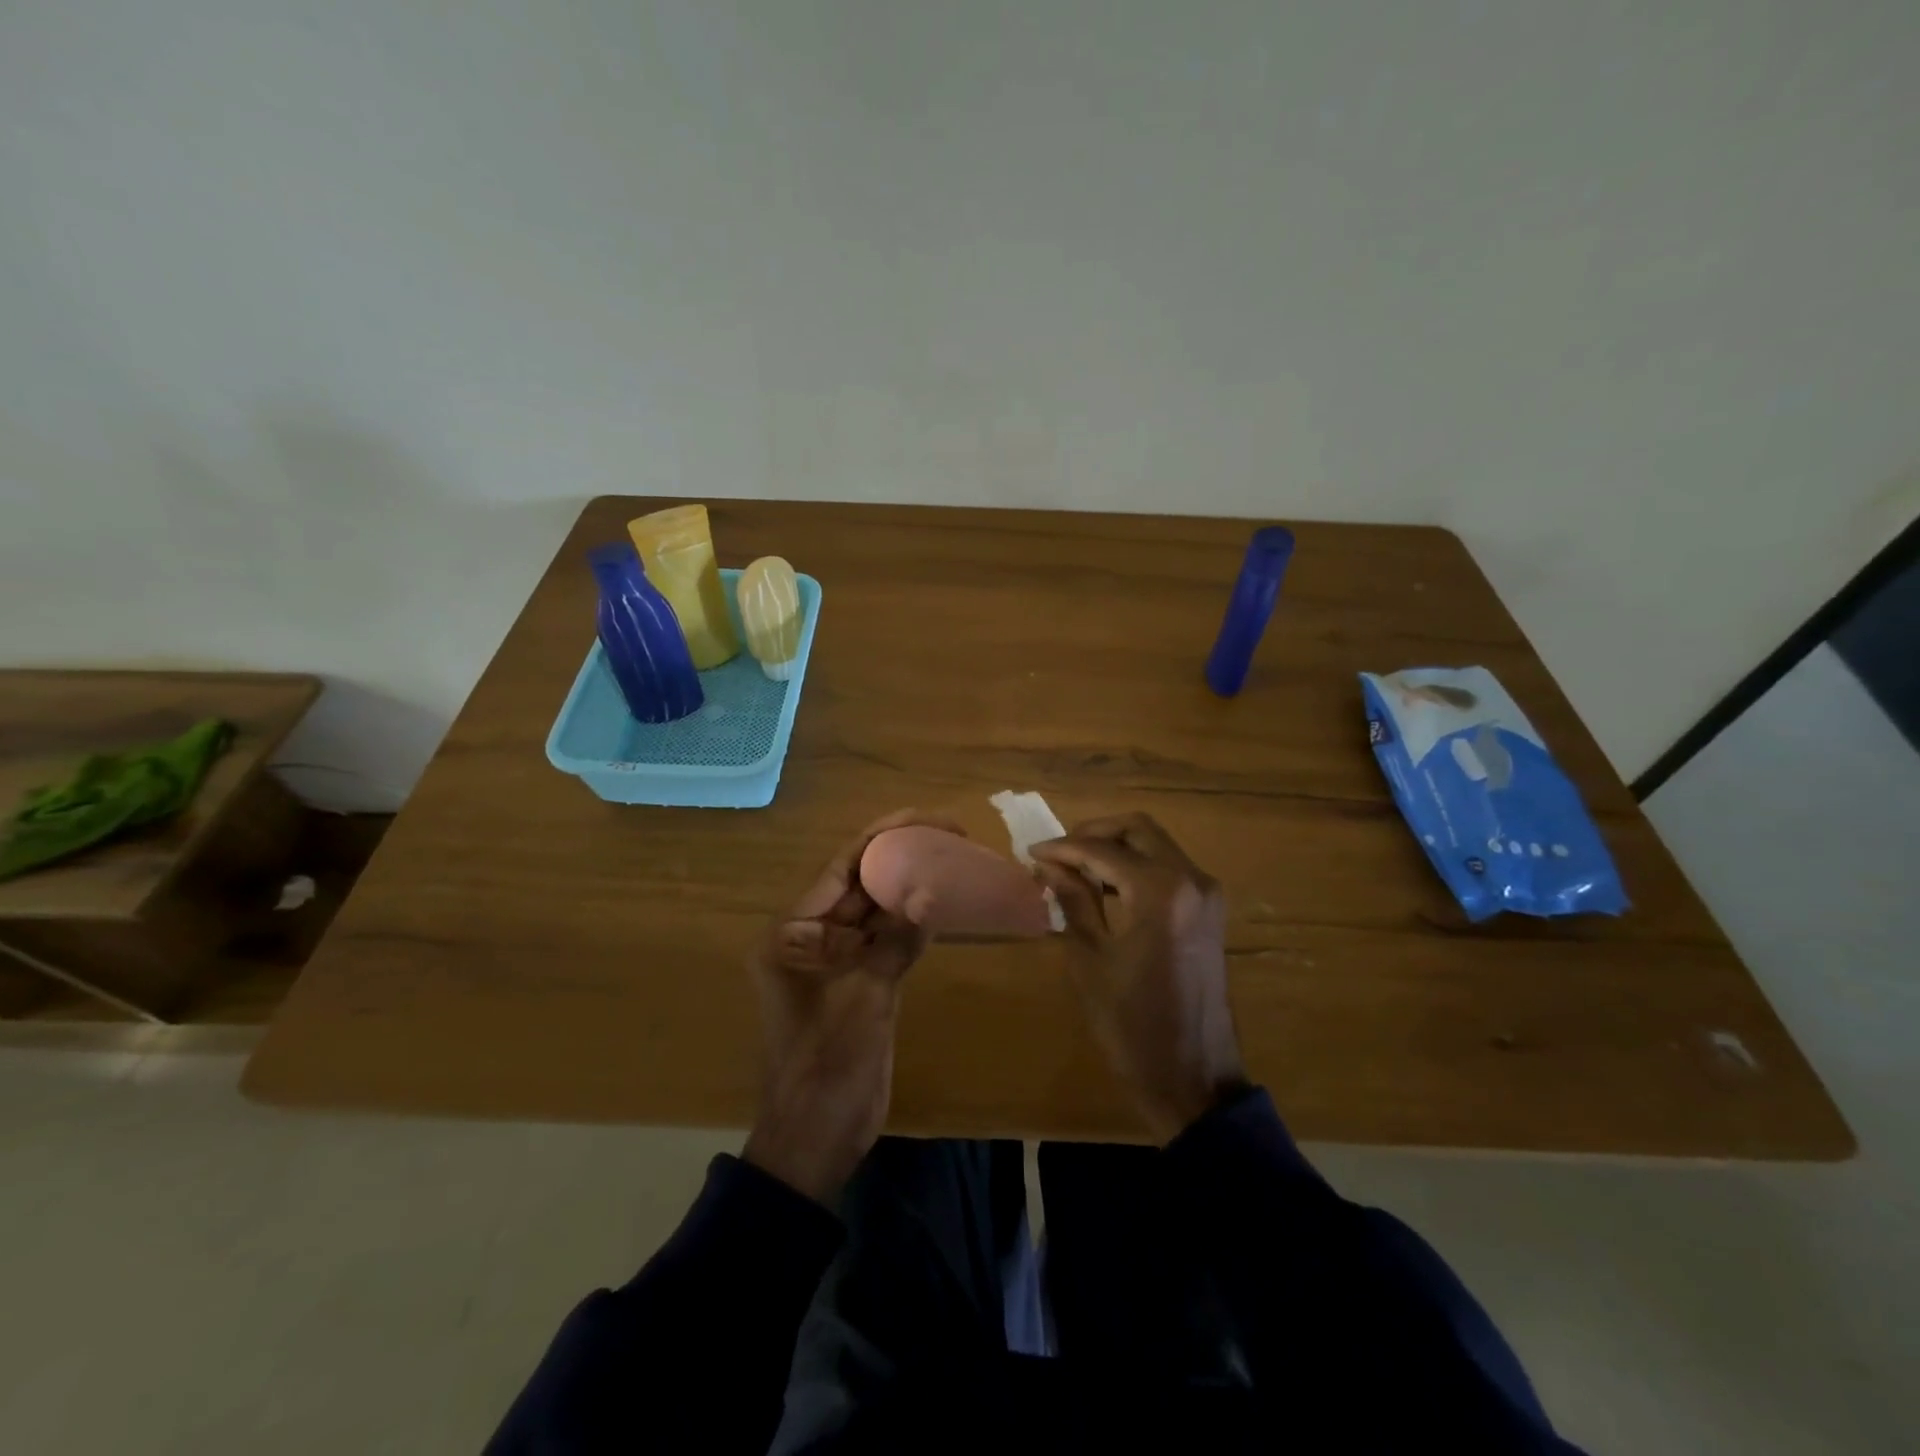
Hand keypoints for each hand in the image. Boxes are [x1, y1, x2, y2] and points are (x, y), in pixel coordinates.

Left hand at [743, 809, 961, 1204]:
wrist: (814, 1142)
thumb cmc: (825, 1071)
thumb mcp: (861, 1003)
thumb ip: (894, 946)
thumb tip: (931, 895)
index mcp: (793, 934)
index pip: (842, 868)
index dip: (883, 837)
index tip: (927, 819)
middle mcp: (811, 937)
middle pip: (860, 884)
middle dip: (903, 857)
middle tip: (954, 837)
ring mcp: (836, 960)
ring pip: (877, 911)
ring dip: (911, 888)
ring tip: (955, 861)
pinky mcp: (860, 982)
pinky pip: (887, 941)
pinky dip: (913, 925)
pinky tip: (945, 906)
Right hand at [1031, 813, 1246, 1141]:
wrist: (1195, 1079)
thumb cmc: (1133, 1026)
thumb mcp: (1091, 961)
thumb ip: (1073, 902)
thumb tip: (1050, 866)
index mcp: (1161, 893)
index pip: (1103, 851)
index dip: (1064, 848)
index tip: (1031, 853)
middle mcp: (1192, 880)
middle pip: (1138, 829)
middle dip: (1094, 833)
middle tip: (1058, 852)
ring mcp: (1207, 894)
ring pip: (1156, 845)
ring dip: (1116, 848)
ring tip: (1074, 868)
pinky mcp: (1210, 911)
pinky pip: (1170, 869)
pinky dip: (1137, 866)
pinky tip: (1105, 887)